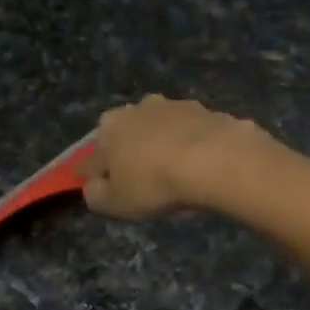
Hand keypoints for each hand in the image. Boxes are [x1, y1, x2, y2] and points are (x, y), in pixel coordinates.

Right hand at [83, 95, 265, 219]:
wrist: (215, 161)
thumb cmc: (154, 183)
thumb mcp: (115, 203)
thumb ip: (96, 195)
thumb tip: (93, 187)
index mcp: (110, 126)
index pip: (95, 156)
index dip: (99, 175)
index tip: (107, 190)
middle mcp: (139, 107)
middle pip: (131, 135)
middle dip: (134, 154)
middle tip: (145, 182)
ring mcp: (177, 106)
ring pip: (164, 131)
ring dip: (165, 147)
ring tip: (177, 175)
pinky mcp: (209, 112)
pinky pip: (194, 135)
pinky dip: (194, 148)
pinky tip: (202, 168)